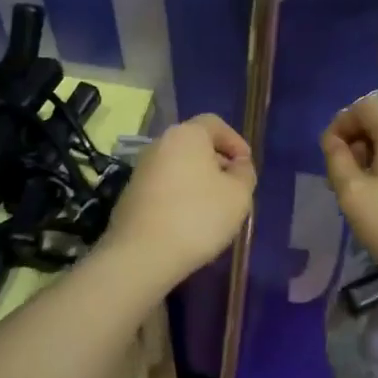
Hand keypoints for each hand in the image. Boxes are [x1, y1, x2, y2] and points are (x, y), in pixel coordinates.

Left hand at [101, 114, 256, 287]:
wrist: (142, 254)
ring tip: (214, 210)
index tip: (246, 166)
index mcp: (186, 135)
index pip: (215, 124)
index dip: (235, 142)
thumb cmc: (197, 217)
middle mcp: (160, 144)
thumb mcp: (238, 195)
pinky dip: (180, 196)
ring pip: (179, 167)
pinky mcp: (131, 194)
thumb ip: (244, 173)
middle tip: (233, 190)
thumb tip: (237, 165)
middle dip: (217, 163)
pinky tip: (189, 222)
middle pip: (195, 145)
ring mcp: (141, 169)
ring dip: (199, 181)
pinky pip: (164, 186)